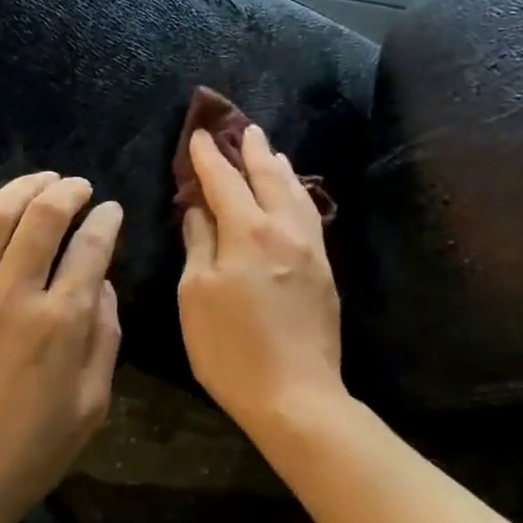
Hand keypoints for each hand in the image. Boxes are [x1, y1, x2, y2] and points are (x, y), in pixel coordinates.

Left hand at [0, 171, 123, 522]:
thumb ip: (105, 336)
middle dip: (68, 191)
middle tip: (80, 187)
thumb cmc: (29, 454)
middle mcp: (11, 295)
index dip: (106, 220)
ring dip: (22, 187)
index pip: (91, 247)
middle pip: (43, 217)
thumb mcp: (92, 404)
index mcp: (60, 322)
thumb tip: (102, 283)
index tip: (112, 211)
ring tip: (41, 179)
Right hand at [178, 126, 343, 433]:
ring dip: (279, 167)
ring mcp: (310, 248)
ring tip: (271, 151)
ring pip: (295, 193)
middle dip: (252, 149)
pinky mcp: (324, 269)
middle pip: (268, 176)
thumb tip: (198, 209)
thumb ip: (199, 244)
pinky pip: (310, 216)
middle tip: (243, 127)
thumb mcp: (197, 296)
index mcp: (248, 232)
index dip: (208, 156)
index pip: (224, 181)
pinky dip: (297, 194)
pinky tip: (294, 195)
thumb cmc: (231, 349)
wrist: (296, 395)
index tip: (198, 135)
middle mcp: (284, 229)